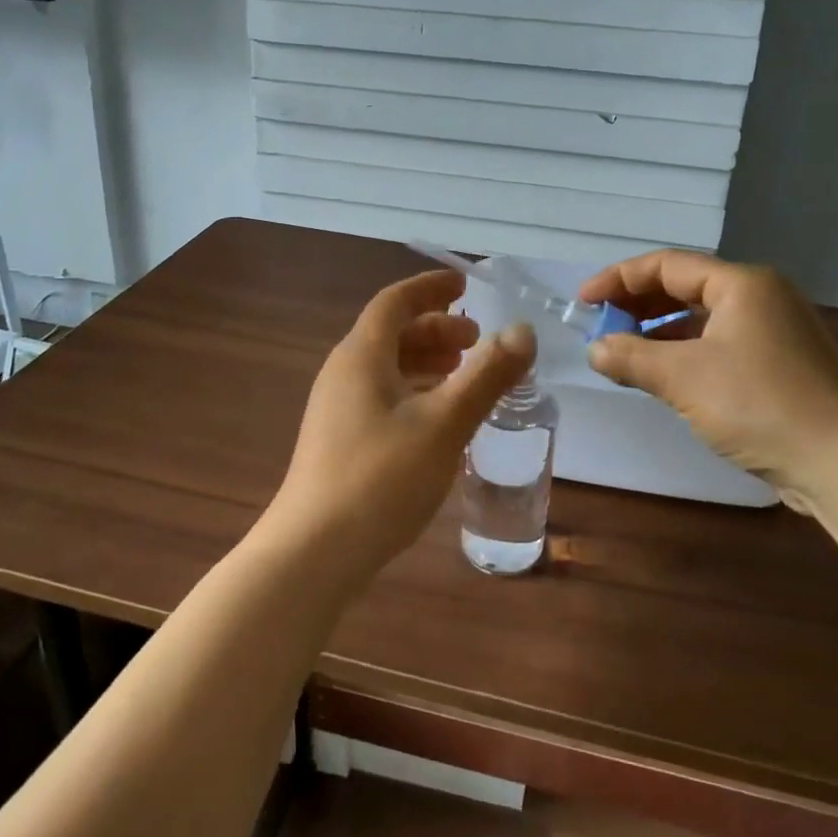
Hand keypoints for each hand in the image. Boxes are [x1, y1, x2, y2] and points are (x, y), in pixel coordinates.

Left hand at [263, 269, 534, 585]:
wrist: (313, 552)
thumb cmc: (381, 478)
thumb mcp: (445, 424)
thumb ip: (487, 376)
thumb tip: (523, 331)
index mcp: (362, 355)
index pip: (395, 301)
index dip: (430, 287)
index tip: (465, 284)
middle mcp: (344, 372)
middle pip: (391, 332)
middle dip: (436, 328)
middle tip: (477, 340)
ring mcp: (337, 407)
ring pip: (387, 366)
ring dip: (427, 360)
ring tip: (464, 372)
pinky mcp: (339, 439)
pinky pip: (382, 393)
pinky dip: (414, 389)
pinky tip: (438, 416)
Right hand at [579, 251, 837, 510]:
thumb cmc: (760, 406)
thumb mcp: (684, 378)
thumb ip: (632, 357)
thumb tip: (595, 349)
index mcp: (741, 284)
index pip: (667, 265)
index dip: (619, 279)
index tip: (583, 301)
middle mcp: (762, 296)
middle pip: (686, 287)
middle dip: (638, 304)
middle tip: (601, 324)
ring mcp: (776, 330)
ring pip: (704, 318)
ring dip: (660, 331)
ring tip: (625, 350)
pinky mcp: (783, 364)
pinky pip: (721, 343)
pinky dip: (687, 352)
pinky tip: (665, 375)